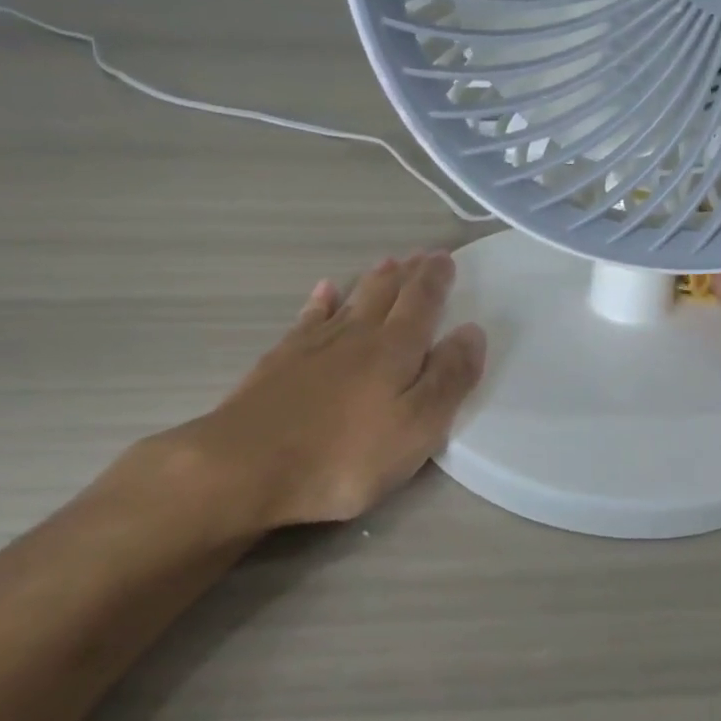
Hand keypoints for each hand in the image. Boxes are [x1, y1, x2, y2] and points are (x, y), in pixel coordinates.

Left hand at [138, 253, 486, 533]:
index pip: (423, 301)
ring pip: (351, 299)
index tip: (446, 258)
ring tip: (387, 262)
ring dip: (372, 280)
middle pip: (387, 292)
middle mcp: (358, 335)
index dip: (436, 279)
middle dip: (408, 272)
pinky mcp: (281, 360)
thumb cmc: (345, 455)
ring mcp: (315, 344)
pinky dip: (320, 301)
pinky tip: (323, 291)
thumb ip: (449, 378)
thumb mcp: (417, 427)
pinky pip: (308, 318)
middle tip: (421, 255)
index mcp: (396, 349)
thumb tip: (473, 331)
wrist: (247, 465)